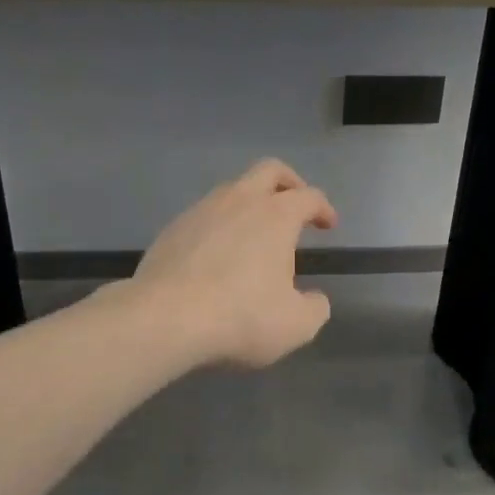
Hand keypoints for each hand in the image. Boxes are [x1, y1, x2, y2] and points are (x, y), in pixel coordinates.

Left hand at [133, 159, 337, 366]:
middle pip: (269, 170)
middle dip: (288, 182)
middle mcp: (240, 200)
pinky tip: (217, 256)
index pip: (309, 197)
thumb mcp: (296, 324)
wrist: (165, 318)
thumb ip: (315, 307)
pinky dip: (219, 226)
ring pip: (232, 190)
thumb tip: (314, 299)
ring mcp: (201, 211)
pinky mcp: (172, 228)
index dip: (323, 208)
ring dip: (249, 203)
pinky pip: (203, 216)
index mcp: (276, 215)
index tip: (328, 225)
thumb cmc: (241, 316)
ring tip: (254, 235)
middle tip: (295, 205)